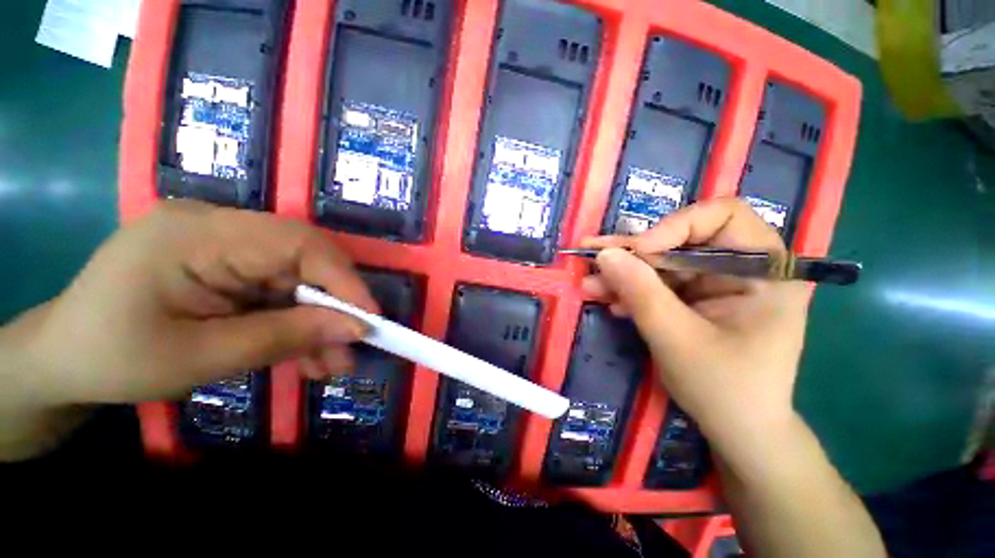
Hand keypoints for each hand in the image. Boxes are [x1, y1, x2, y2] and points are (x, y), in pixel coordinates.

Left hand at [9, 199, 376, 407]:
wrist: (62, 360)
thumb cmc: (112, 359)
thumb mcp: (199, 358)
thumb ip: (283, 337)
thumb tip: (356, 329)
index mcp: (196, 234)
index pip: (296, 242)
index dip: (343, 279)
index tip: (369, 320)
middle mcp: (216, 226)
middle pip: (302, 260)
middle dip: (333, 308)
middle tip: (350, 351)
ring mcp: (222, 244)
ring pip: (296, 279)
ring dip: (317, 322)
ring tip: (329, 366)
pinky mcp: (227, 264)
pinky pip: (278, 290)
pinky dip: (296, 323)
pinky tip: (304, 355)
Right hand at [580, 198, 808, 453]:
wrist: (738, 431)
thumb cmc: (725, 389)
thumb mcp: (677, 339)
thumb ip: (641, 293)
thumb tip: (605, 254)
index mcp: (764, 270)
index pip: (721, 216)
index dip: (674, 227)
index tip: (637, 253)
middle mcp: (742, 268)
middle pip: (680, 241)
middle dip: (633, 254)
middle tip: (593, 259)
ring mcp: (715, 284)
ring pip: (662, 264)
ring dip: (624, 274)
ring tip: (589, 285)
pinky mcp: (695, 299)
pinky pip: (658, 285)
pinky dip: (631, 292)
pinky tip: (610, 302)